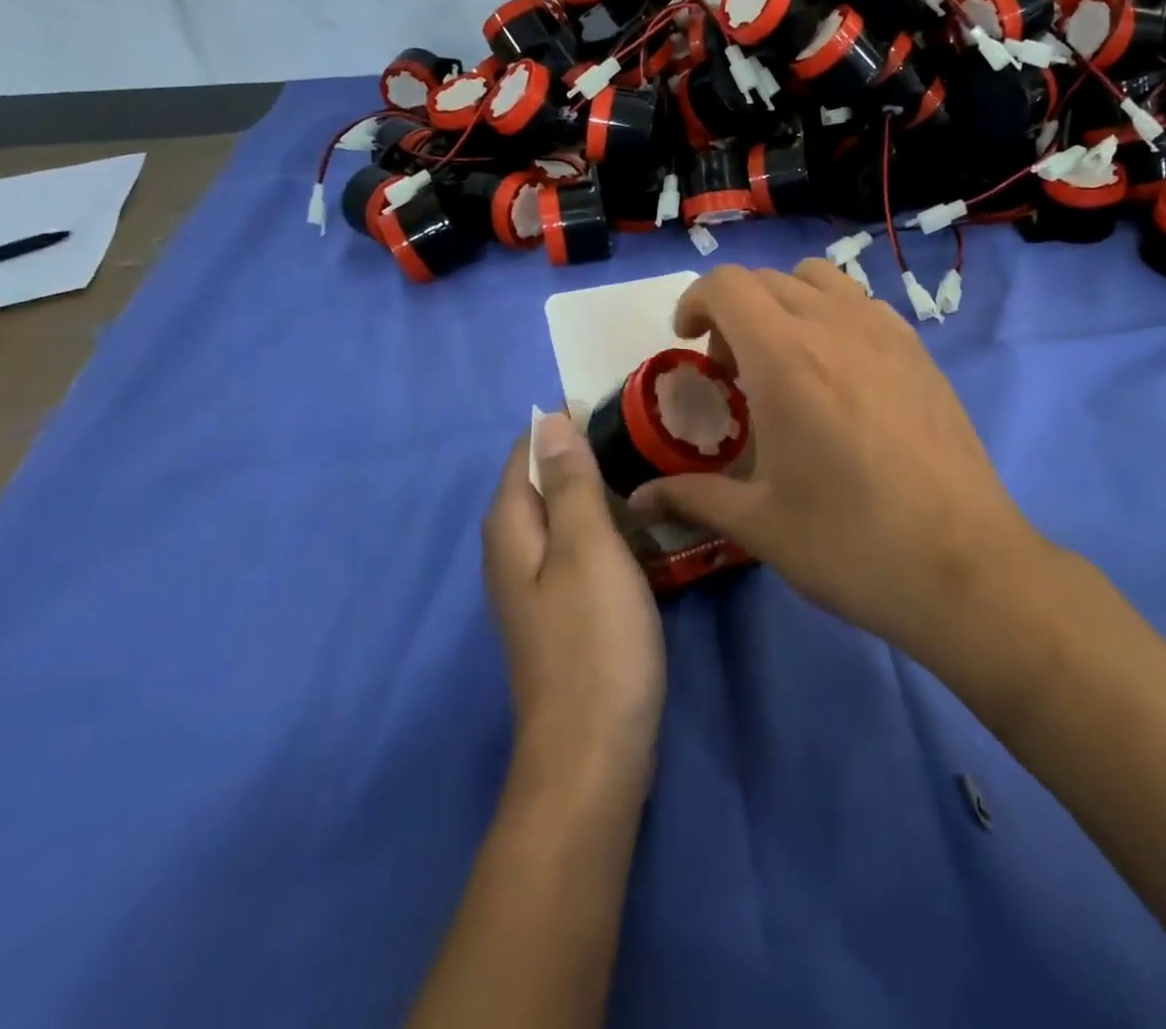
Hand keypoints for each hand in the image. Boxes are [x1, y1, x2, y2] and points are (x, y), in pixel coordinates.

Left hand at [482, 414, 664, 792]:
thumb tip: (549, 419)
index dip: (565, 426)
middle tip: (648, 442)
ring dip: (603, 494)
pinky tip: (645, 531)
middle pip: (544, 483)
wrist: (593, 754)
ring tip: (655, 476)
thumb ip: (568, 483)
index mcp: (511, 528)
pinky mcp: (561, 612)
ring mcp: (536, 586)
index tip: (619, 410)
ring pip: (566, 517)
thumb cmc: (594, 641)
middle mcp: (512, 552)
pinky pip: (581, 550)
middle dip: (588, 457)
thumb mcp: (587, 549)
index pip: (526, 451)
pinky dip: (608, 531)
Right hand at [629, 262, 1045, 651]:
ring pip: (821, 281)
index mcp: (785, 358)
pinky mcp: (921, 353)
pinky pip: (864, 305)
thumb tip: (639, 498)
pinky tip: (841, 375)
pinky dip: (834, 316)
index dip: (694, 302)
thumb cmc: (850, 544)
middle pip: (768, 279)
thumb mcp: (759, 525)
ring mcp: (887, 334)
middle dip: (734, 311)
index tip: (688, 343)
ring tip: (786, 360)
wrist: (965, 568)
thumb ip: (692, 497)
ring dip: (786, 303)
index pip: (727, 284)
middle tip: (732, 370)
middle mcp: (835, 326)